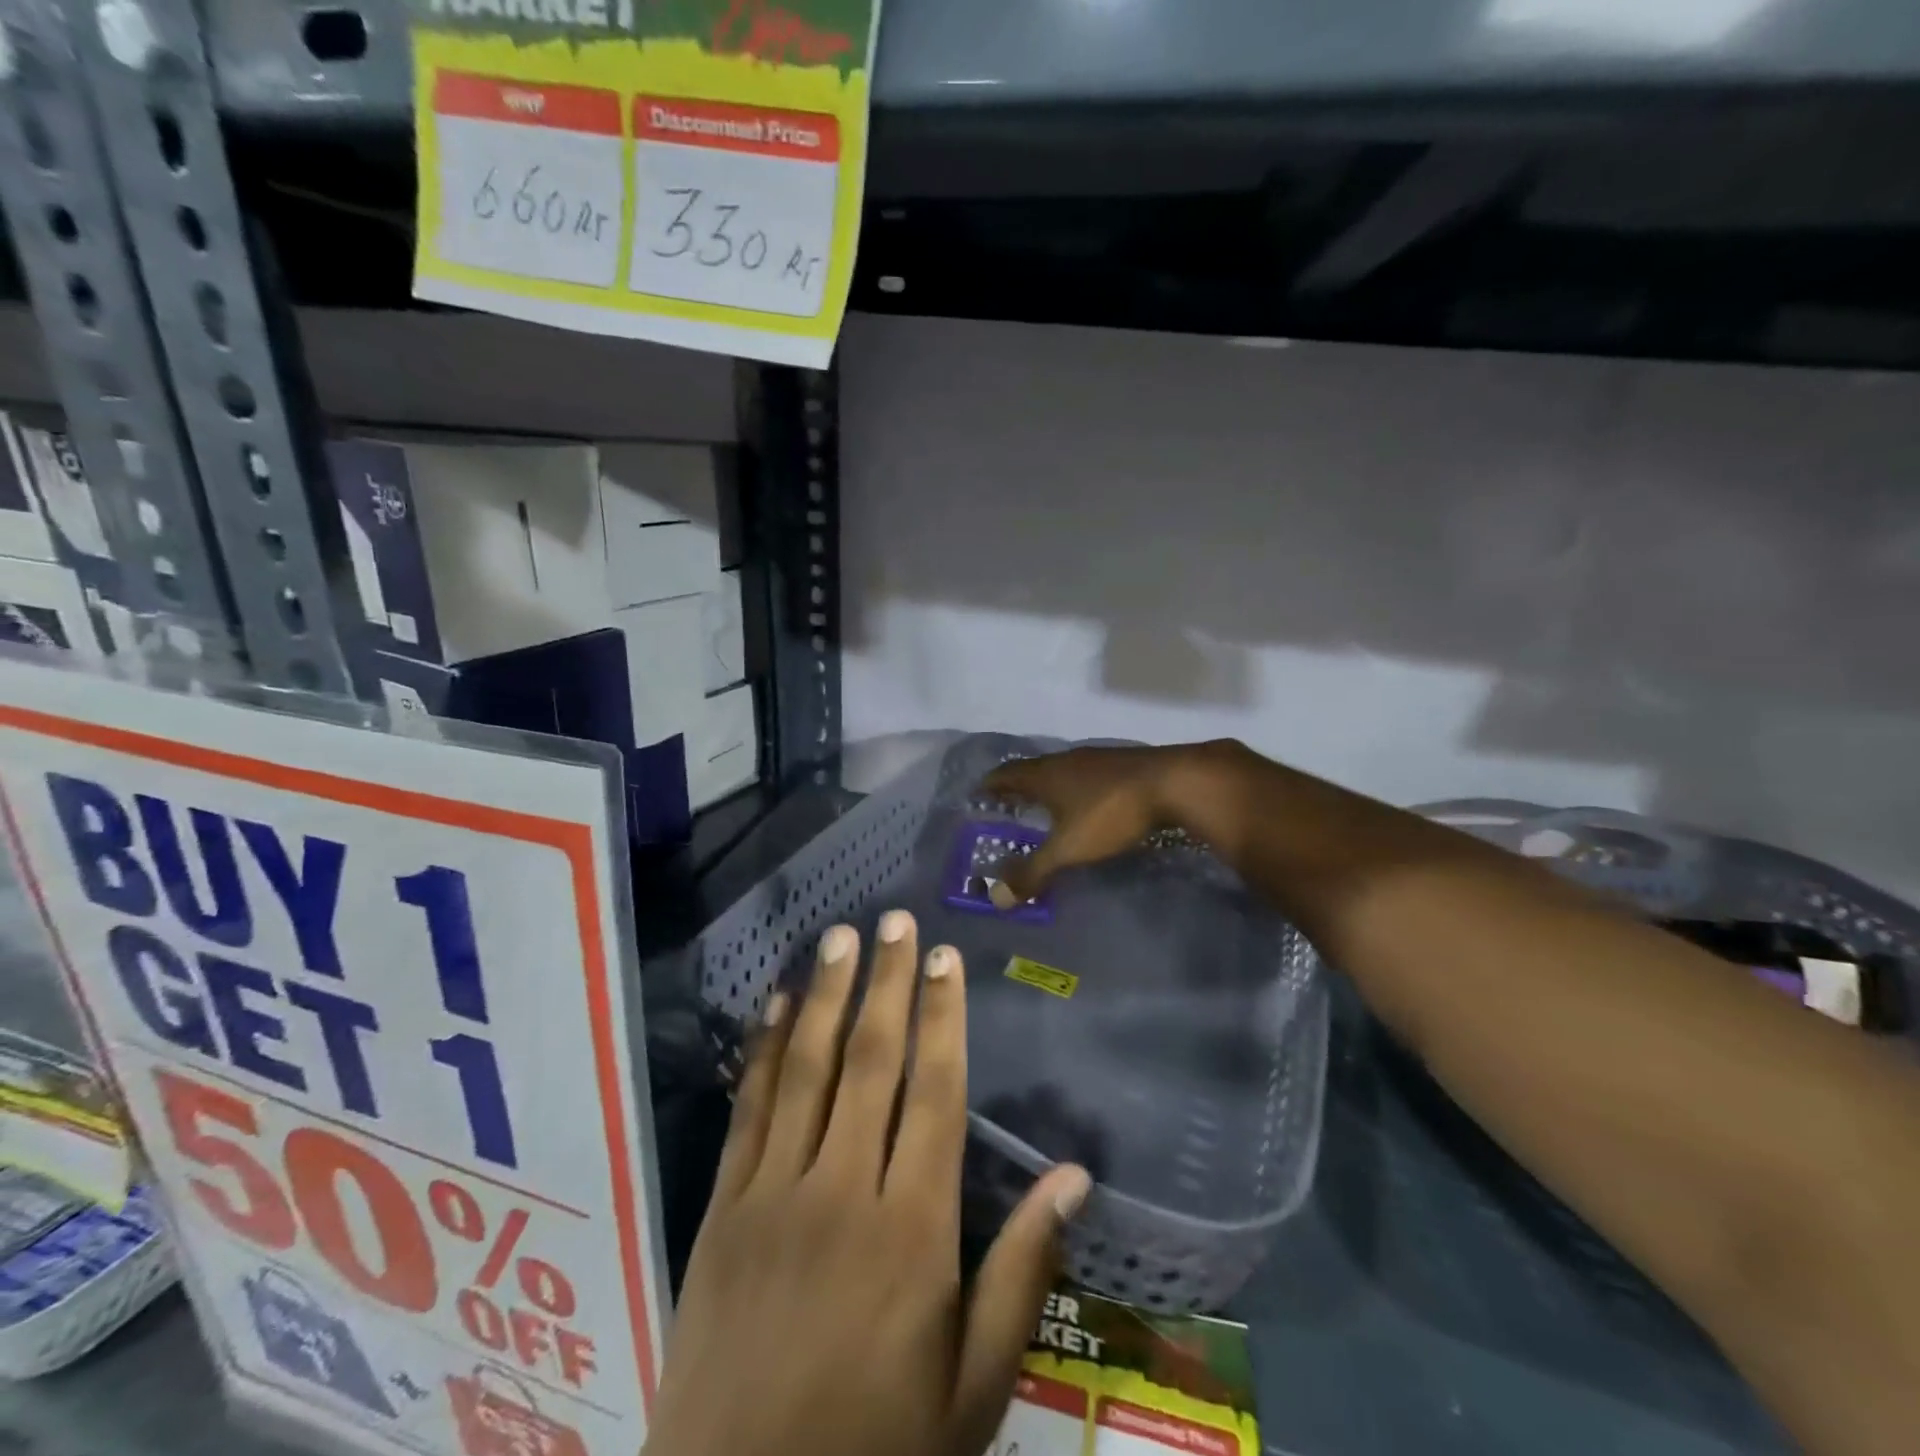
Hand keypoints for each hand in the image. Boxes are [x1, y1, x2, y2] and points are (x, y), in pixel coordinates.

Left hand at [646, 912, 1092, 1455]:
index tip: (946, 960)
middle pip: (871, 1062)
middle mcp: (843, 1190)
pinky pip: (748, 1110)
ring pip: (808, 1070)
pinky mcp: (723, 1209)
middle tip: (895, 921)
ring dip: (829, 996)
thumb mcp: (974, 1387)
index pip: (934, 1093)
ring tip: (842, 936)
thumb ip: (1021, 1272)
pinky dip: (764, 1049)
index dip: (943, 1018)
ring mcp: (774, 1194)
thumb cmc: (876, 1448)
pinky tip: (779, 1003)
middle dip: (887, 983)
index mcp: (912, 1230)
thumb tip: (1074, 1176)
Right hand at [983, 743, 1213, 899]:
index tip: (978, 792)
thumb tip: (996, 897)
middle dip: (1019, 785)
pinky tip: (1088, 802)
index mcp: (1046, 775)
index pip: (1007, 774)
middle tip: (1008, 801)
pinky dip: (1077, 787)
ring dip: (1050, 785)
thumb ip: (1034, 872)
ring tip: (1045, 804)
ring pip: (1063, 770)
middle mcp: (1067, 760)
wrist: (1175, 782)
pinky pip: (1088, 774)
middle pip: (1034, 769)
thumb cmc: (1111, 813)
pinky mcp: (1124, 764)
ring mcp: (1098, 758)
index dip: (991, 784)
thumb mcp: (1069, 848)